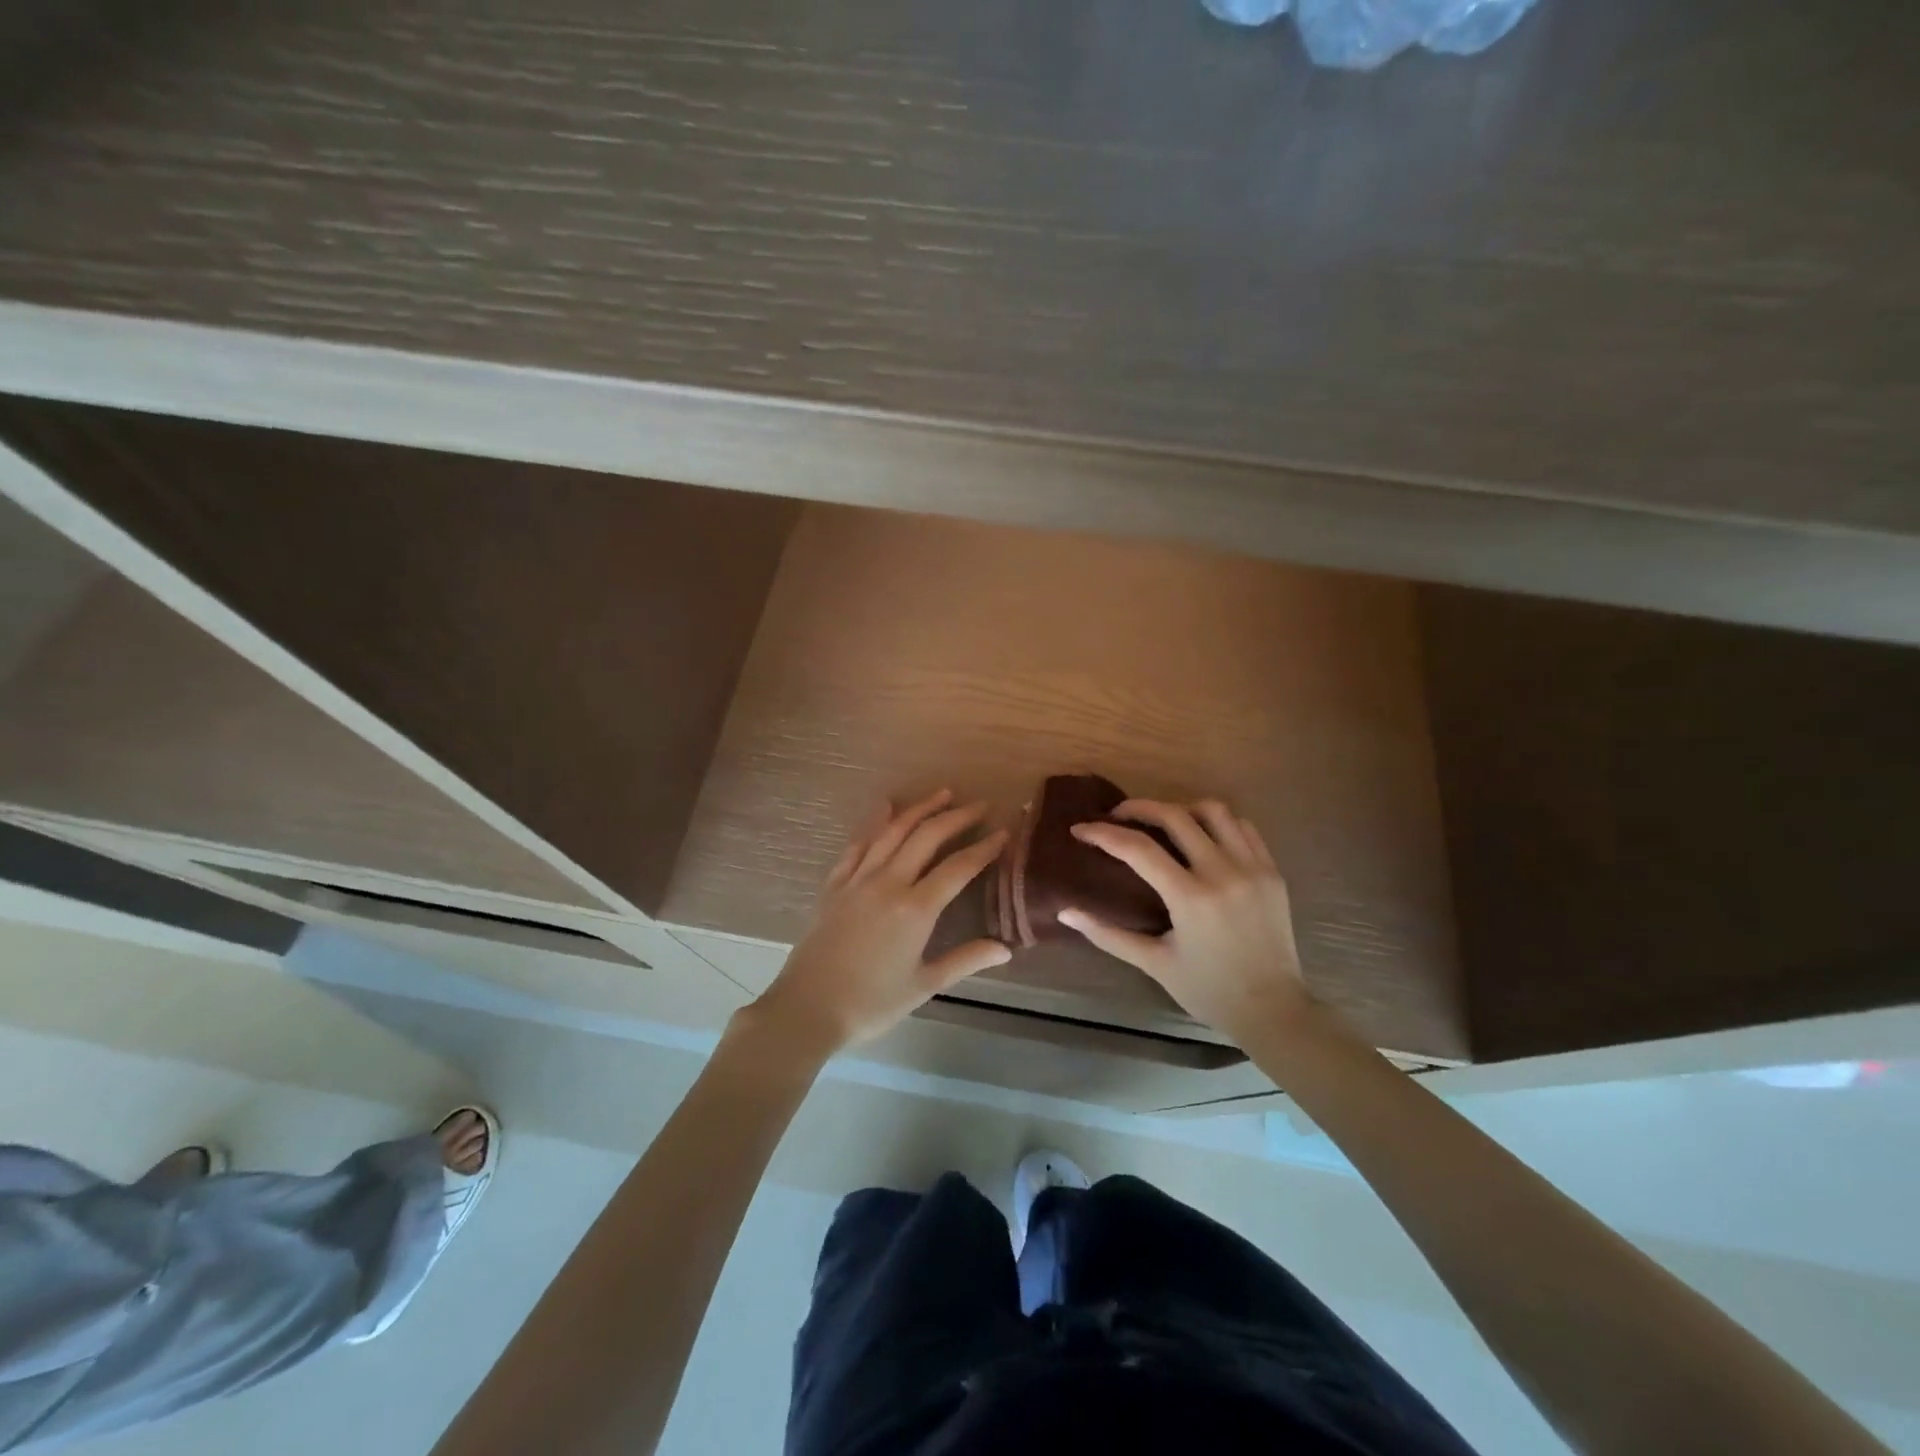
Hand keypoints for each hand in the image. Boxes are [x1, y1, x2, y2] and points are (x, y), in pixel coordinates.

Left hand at [747, 790, 1011, 1054]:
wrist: (807, 1008)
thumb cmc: (871, 1003)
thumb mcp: (924, 985)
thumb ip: (966, 961)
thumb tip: (1006, 949)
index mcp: (916, 909)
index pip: (958, 868)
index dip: (984, 848)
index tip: (1003, 833)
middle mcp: (889, 882)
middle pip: (927, 837)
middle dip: (956, 817)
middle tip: (980, 805)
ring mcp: (858, 880)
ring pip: (893, 832)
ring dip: (919, 809)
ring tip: (942, 794)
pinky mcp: (835, 885)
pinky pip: (858, 845)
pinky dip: (874, 822)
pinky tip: (884, 806)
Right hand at [1059, 799, 1312, 1045]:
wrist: (1274, 1010)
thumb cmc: (1208, 990)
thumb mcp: (1154, 963)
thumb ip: (1107, 934)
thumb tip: (1065, 913)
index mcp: (1191, 898)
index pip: (1139, 849)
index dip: (1104, 834)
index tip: (1080, 829)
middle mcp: (1223, 873)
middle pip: (1175, 816)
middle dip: (1139, 808)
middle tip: (1117, 815)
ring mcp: (1253, 868)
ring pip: (1214, 811)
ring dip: (1181, 809)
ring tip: (1162, 822)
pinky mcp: (1272, 872)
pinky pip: (1243, 828)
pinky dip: (1217, 823)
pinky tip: (1201, 835)